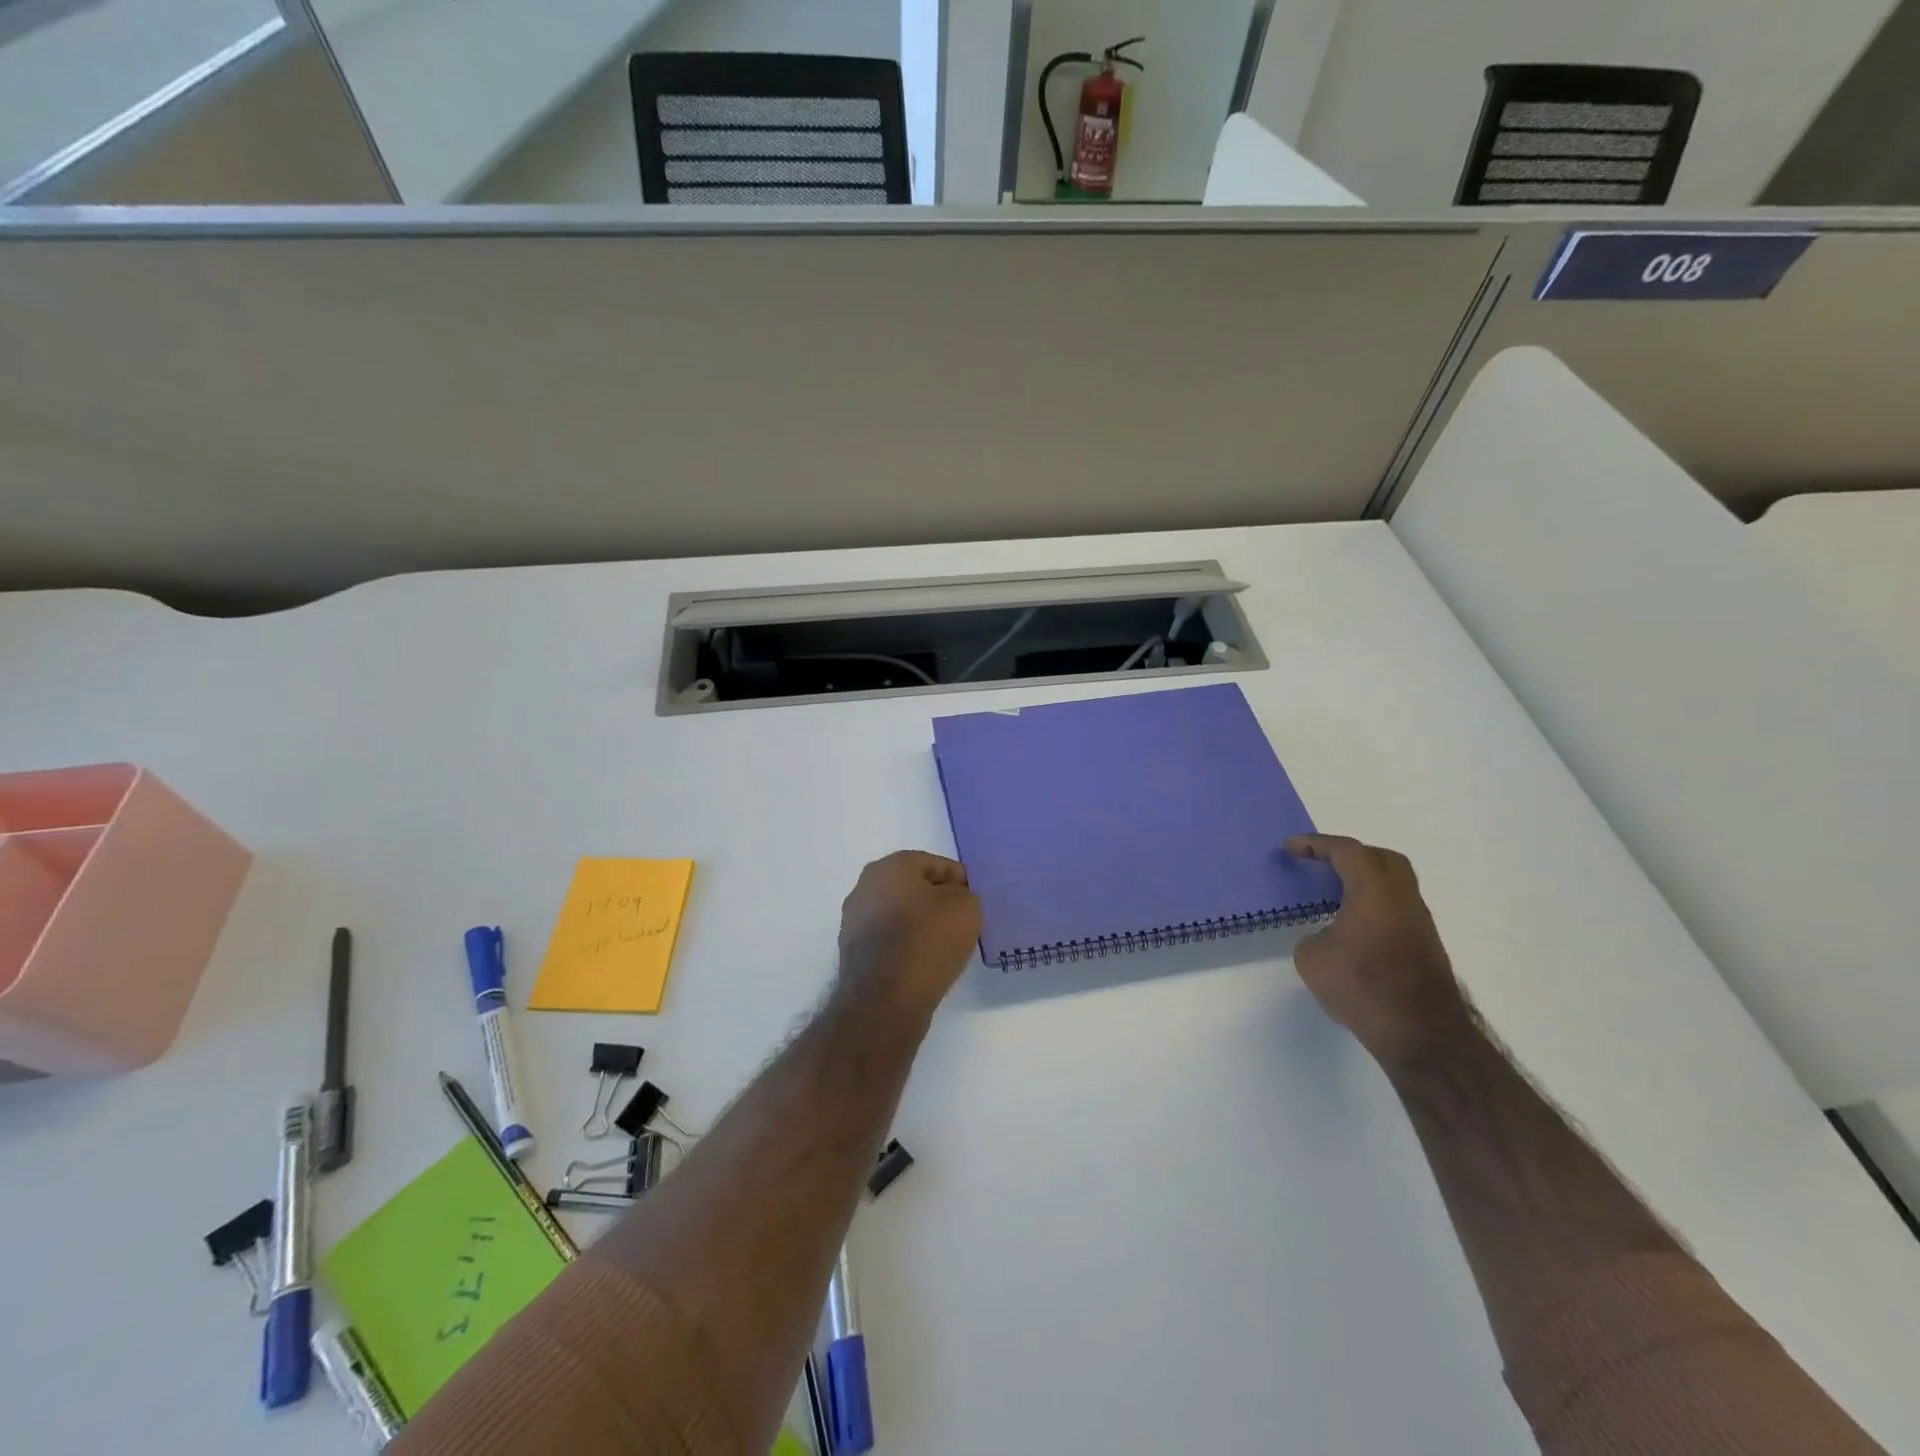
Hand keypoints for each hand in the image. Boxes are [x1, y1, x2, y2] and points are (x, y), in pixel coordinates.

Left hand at [838, 851, 982, 1019]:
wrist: (885, 999)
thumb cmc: (927, 941)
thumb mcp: (965, 908)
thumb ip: (964, 894)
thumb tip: (952, 900)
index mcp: (890, 866)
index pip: (935, 864)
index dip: (959, 881)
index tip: (974, 902)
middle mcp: (865, 886)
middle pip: (913, 887)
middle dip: (937, 901)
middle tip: (961, 921)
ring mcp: (854, 920)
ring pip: (899, 913)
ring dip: (920, 924)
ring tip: (944, 945)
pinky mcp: (852, 952)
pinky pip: (888, 939)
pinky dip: (905, 945)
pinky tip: (922, 962)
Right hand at [1286, 835, 1472, 1067]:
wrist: (1422, 1034)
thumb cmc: (1363, 987)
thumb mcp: (1312, 958)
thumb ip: (1314, 936)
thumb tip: (1328, 938)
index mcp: (1374, 890)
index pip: (1347, 851)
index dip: (1316, 844)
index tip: (1291, 847)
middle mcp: (1402, 898)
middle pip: (1382, 859)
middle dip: (1351, 855)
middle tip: (1323, 863)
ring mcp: (1419, 923)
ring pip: (1394, 885)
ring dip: (1366, 882)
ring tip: (1335, 895)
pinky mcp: (1426, 947)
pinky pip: (1397, 909)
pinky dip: (1374, 905)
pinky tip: (1354, 926)